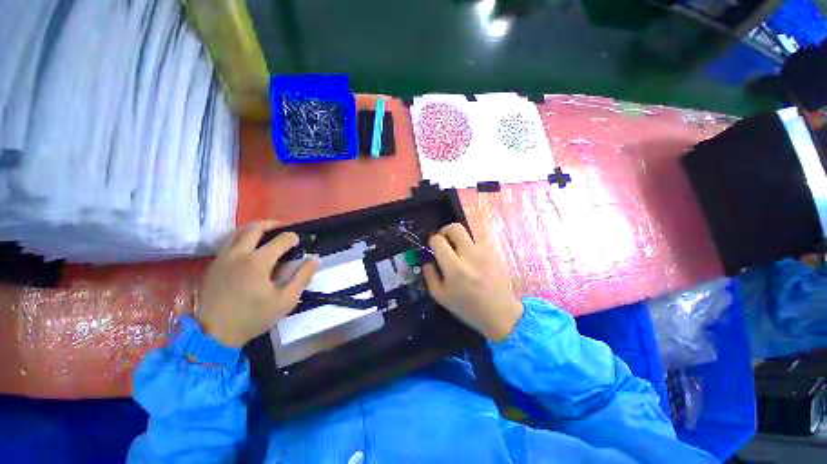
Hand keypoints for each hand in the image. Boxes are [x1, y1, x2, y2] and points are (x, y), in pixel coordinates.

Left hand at [197, 221, 319, 346]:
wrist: (212, 335)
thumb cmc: (252, 317)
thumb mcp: (285, 300)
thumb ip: (302, 277)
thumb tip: (315, 259)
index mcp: (258, 261)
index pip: (281, 240)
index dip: (293, 238)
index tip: (299, 242)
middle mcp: (238, 253)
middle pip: (255, 228)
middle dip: (271, 224)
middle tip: (282, 227)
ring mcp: (222, 258)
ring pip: (237, 232)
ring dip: (254, 228)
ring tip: (265, 232)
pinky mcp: (212, 265)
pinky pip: (227, 242)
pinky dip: (240, 238)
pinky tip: (247, 247)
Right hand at [422, 223, 522, 341]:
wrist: (500, 313)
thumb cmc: (467, 307)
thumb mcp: (440, 296)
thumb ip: (430, 275)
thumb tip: (427, 259)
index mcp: (455, 267)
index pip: (438, 240)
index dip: (432, 241)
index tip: (433, 247)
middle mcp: (470, 255)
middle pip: (455, 228)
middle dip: (445, 231)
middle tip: (443, 241)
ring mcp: (485, 252)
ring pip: (469, 232)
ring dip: (459, 238)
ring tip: (458, 250)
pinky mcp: (495, 252)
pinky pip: (479, 240)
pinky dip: (471, 244)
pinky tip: (471, 257)